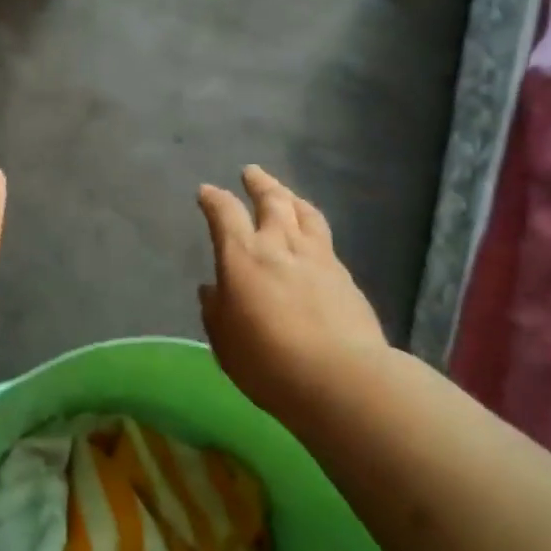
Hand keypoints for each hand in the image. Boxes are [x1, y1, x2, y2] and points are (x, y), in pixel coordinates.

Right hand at [197, 166, 387, 425]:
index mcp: (243, 257)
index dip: (214, 200)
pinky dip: (311, 225)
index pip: (225, 214)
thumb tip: (213, 288)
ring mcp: (318, 258)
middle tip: (251, 172)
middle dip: (259, 183)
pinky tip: (311, 236)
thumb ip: (216, 310)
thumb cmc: (268, 362)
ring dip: (290, 197)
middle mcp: (280, 246)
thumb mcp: (224, 341)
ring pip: (304, 213)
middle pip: (272, 201)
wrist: (341, 377)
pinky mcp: (344, 276)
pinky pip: (324, 237)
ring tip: (285, 193)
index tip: (206, 192)